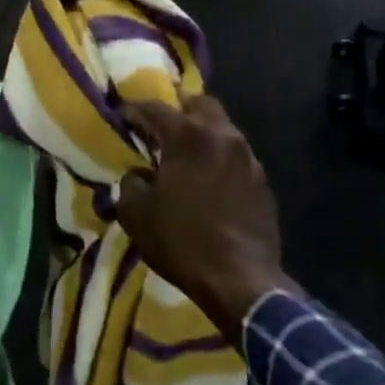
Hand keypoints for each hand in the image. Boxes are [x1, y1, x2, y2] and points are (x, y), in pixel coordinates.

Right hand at [118, 95, 295, 341]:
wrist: (240, 281)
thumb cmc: (181, 241)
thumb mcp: (135, 213)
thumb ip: (131, 183)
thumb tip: (139, 175)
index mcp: (189, 137)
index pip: (155, 108)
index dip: (134, 109)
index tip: (121, 114)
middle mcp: (222, 137)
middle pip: (200, 104)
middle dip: (179, 108)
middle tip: (160, 124)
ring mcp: (248, 159)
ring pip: (223, 129)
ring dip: (202, 134)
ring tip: (184, 154)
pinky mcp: (262, 183)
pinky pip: (236, 157)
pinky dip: (219, 159)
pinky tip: (207, 181)